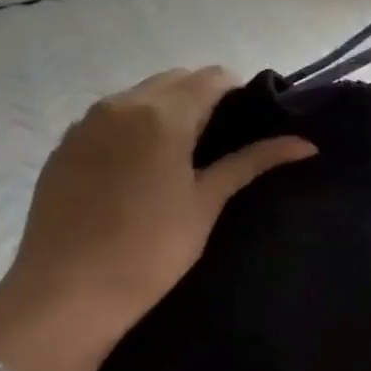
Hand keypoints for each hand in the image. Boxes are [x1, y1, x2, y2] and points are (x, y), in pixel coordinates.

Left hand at [0, 66, 314, 370]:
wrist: (66, 293)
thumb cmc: (150, 250)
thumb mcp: (207, 203)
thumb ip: (252, 162)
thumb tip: (305, 144)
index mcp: (162, 115)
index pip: (212, 78)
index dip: (239, 92)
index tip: (252, 122)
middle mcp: (121, 104)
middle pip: (175, 80)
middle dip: (204, 97)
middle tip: (222, 140)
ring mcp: (86, 123)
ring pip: (140, 95)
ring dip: (168, 108)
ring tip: (183, 153)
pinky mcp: (65, 146)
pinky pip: (110, 117)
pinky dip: (134, 125)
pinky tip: (140, 167)